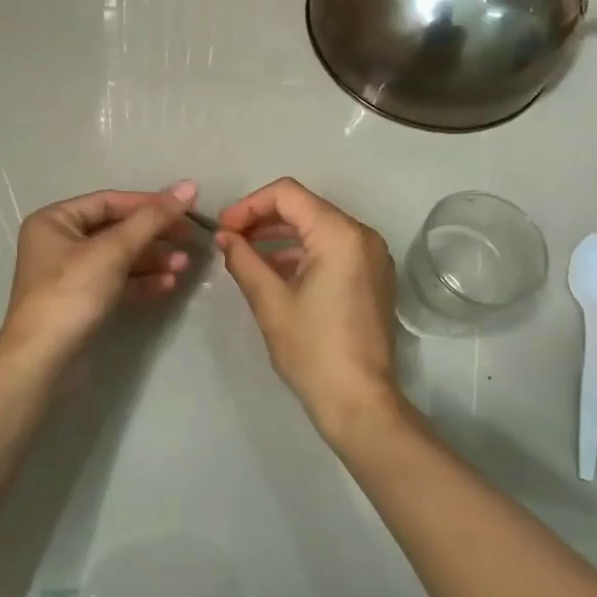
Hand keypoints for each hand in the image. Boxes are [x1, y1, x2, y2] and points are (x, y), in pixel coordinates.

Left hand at [0, 182, 198, 364]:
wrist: (43, 361)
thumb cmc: (72, 293)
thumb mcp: (113, 250)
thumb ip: (152, 218)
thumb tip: (189, 186)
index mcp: (55, 220)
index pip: (110, 202)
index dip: (149, 203)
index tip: (187, 209)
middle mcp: (59, 242)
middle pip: (117, 229)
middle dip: (154, 236)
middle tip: (191, 240)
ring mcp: (70, 274)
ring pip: (120, 257)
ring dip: (153, 259)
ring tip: (185, 265)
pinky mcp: (82, 301)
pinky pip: (117, 282)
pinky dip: (142, 281)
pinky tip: (169, 285)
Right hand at [214, 178, 406, 443]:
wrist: (360, 401)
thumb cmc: (313, 350)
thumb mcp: (270, 301)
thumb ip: (244, 259)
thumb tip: (224, 236)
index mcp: (339, 234)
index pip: (287, 194)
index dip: (249, 205)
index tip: (223, 229)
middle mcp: (362, 235)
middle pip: (305, 207)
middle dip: (263, 218)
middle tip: (229, 239)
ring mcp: (372, 256)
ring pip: (319, 227)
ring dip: (281, 235)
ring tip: (246, 254)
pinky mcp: (373, 276)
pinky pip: (334, 248)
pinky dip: (303, 251)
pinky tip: (275, 270)